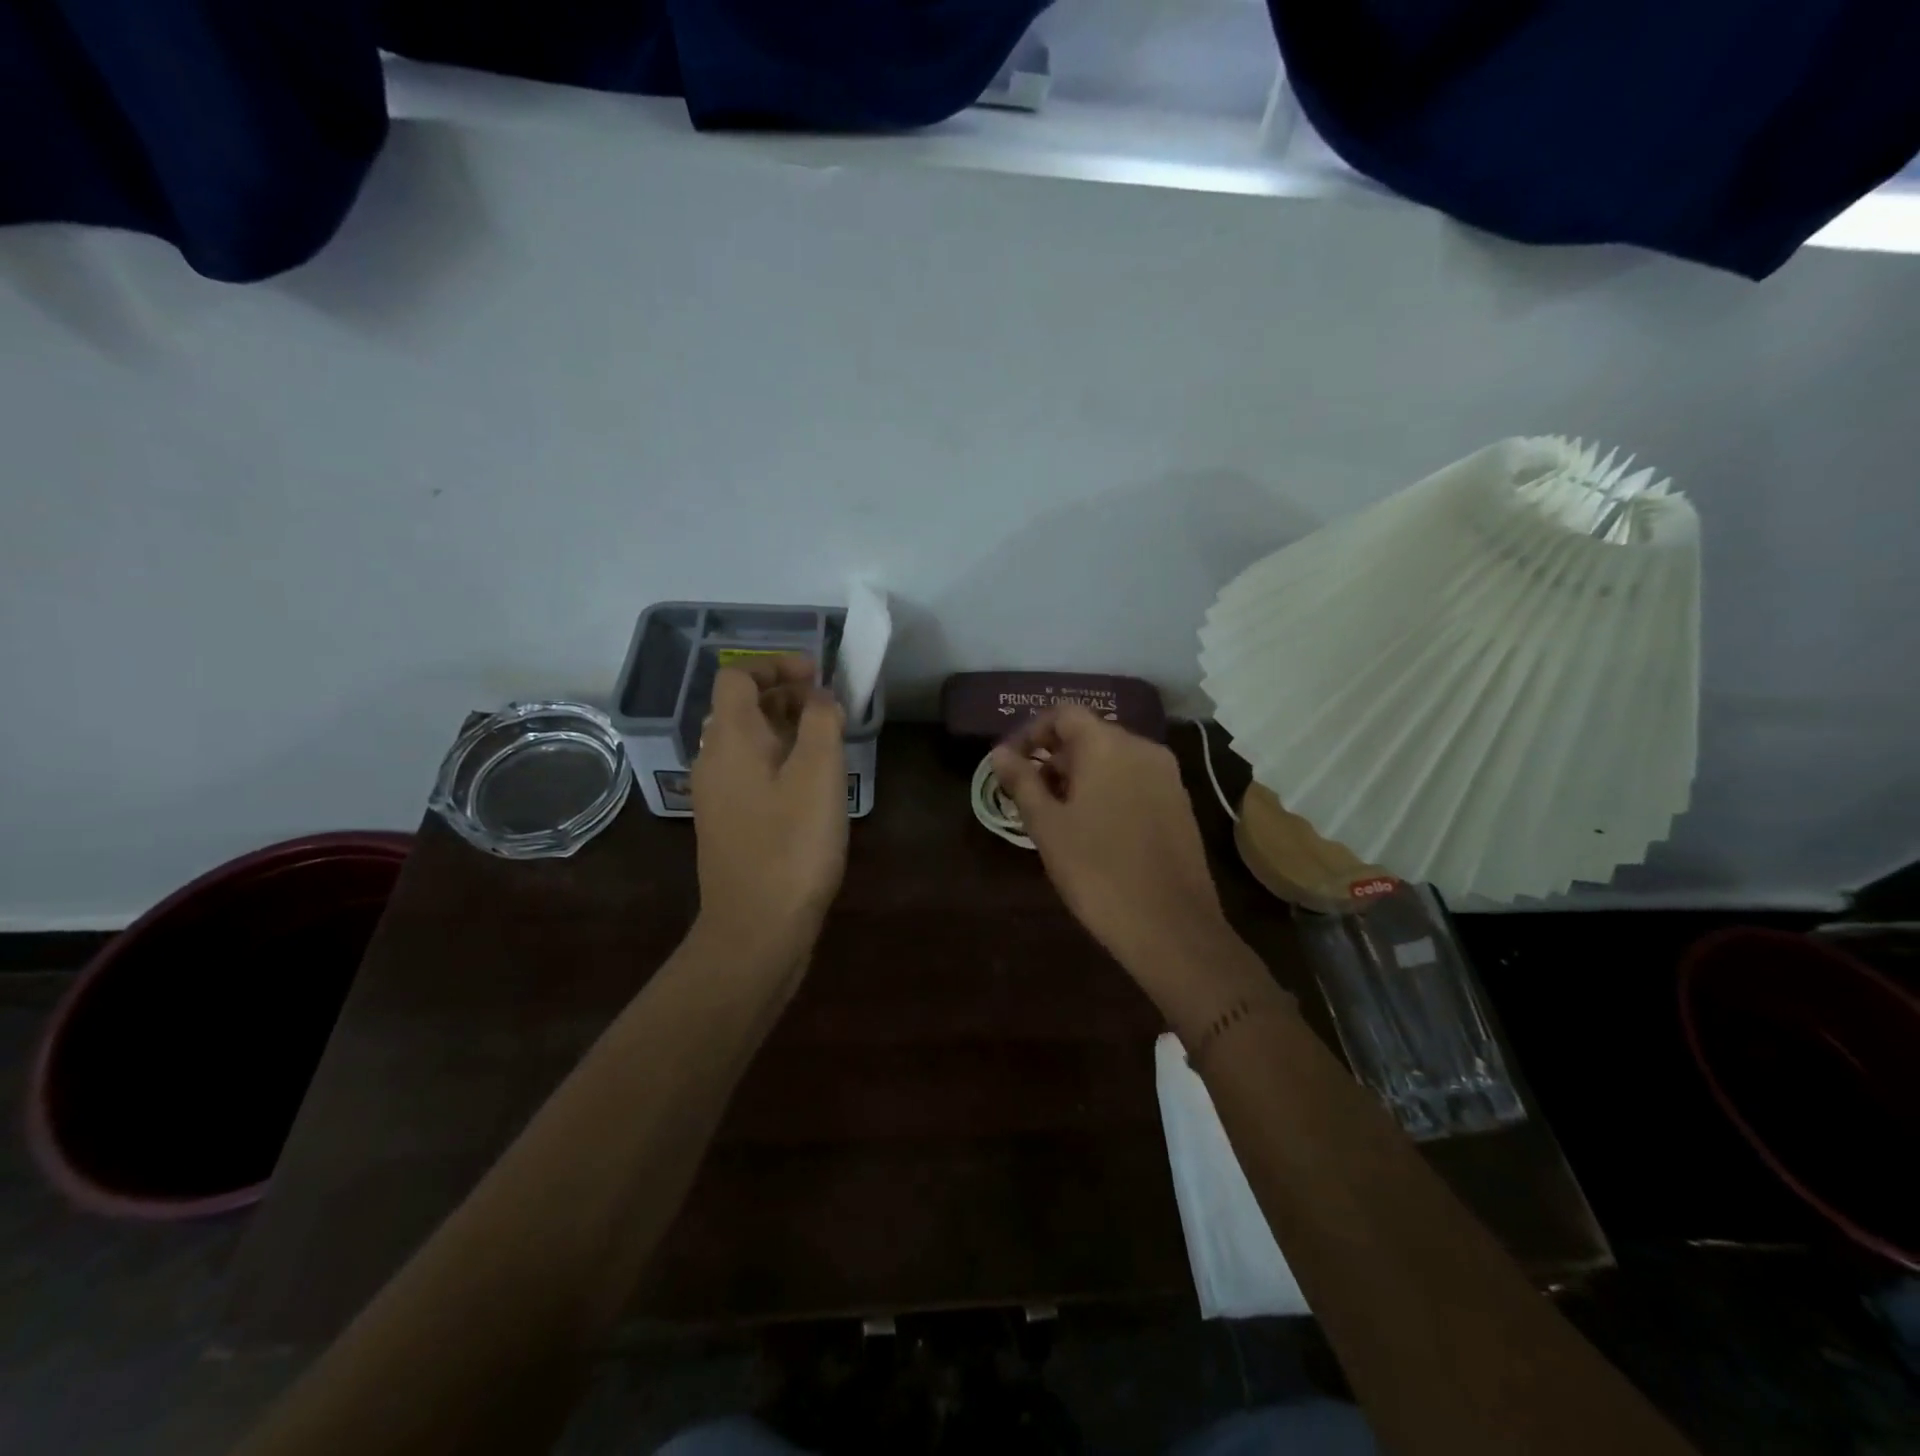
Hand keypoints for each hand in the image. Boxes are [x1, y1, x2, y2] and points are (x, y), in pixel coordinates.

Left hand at [691, 656, 847, 954]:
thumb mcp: (819, 774)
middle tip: (828, 706)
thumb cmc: (791, 845)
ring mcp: (716, 794)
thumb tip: (819, 697)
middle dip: (784, 694)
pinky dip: (777, 760)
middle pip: (740, 707)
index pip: (737, 676)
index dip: (776, 665)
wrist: (756, 928)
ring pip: (746, 741)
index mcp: (729, 739)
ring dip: (783, 728)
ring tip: (826, 741)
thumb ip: (821, 722)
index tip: (817, 676)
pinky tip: (809, 784)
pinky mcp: (728, 823)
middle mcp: (712, 759)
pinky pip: (749, 771)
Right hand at [991, 706, 1235, 983]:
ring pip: (1114, 759)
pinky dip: (1108, 790)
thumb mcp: (1047, 826)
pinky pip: (1135, 780)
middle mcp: (1143, 748)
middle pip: (1090, 734)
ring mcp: (1167, 776)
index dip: (1031, 732)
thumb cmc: (1097, 871)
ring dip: (1080, 775)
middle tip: (1029, 795)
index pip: (1063, 713)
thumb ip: (1022, 782)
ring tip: (1057, 815)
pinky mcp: (1180, 803)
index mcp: (1108, 745)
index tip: (1011, 764)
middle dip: (1054, 757)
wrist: (1170, 926)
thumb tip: (999, 753)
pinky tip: (1094, 829)